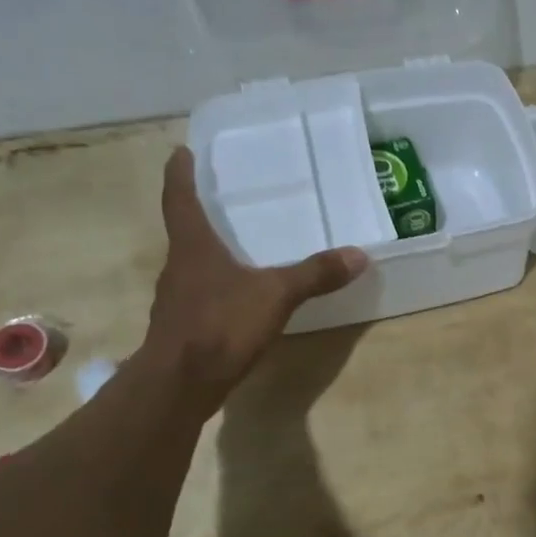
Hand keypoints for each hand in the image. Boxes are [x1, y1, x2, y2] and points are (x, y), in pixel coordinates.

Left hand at [143, 147, 367, 406]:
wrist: (180, 384)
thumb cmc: (220, 325)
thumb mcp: (275, 295)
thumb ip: (315, 275)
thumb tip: (358, 255)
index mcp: (192, 246)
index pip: (179, 199)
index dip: (179, 174)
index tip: (180, 152)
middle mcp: (178, 267)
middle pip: (185, 231)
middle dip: (200, 213)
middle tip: (223, 198)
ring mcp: (177, 299)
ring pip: (193, 265)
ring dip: (209, 253)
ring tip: (237, 246)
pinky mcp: (183, 328)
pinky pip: (202, 295)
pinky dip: (217, 287)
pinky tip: (239, 297)